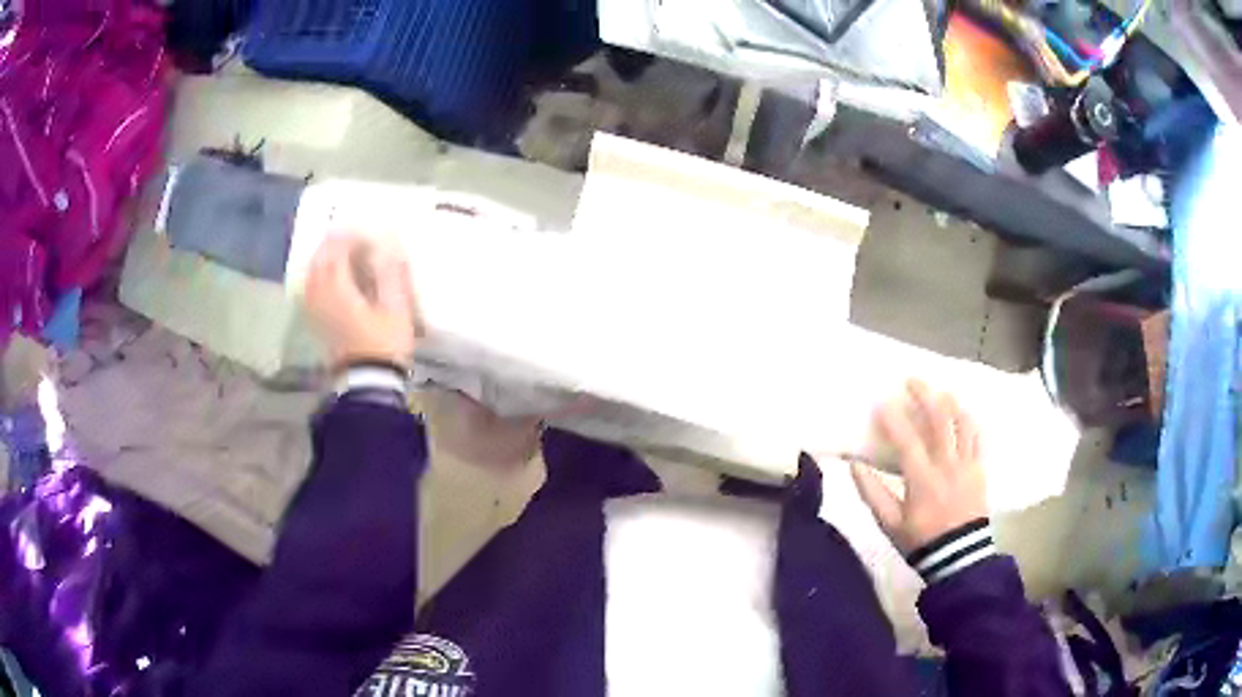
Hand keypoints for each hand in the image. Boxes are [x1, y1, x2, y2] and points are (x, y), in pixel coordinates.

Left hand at [304, 232, 420, 370]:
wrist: (368, 382)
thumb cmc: (385, 343)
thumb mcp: (396, 307)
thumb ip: (391, 272)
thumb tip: (390, 243)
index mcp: (338, 288)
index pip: (337, 250)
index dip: (350, 236)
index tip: (366, 230)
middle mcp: (321, 295)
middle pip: (319, 259)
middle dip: (332, 244)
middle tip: (350, 235)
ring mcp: (315, 310)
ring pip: (312, 274)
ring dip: (324, 258)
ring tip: (340, 252)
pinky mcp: (316, 322)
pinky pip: (310, 290)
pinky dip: (318, 276)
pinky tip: (329, 277)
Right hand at [851, 380, 986, 554]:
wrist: (959, 557)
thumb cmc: (921, 540)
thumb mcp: (890, 523)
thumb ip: (872, 493)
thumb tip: (854, 465)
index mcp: (923, 478)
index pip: (907, 440)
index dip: (893, 418)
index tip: (881, 401)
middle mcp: (947, 464)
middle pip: (940, 419)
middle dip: (925, 395)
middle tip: (913, 379)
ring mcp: (967, 464)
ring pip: (963, 423)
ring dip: (951, 402)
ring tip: (941, 391)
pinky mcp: (980, 469)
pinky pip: (979, 437)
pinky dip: (971, 421)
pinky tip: (965, 413)